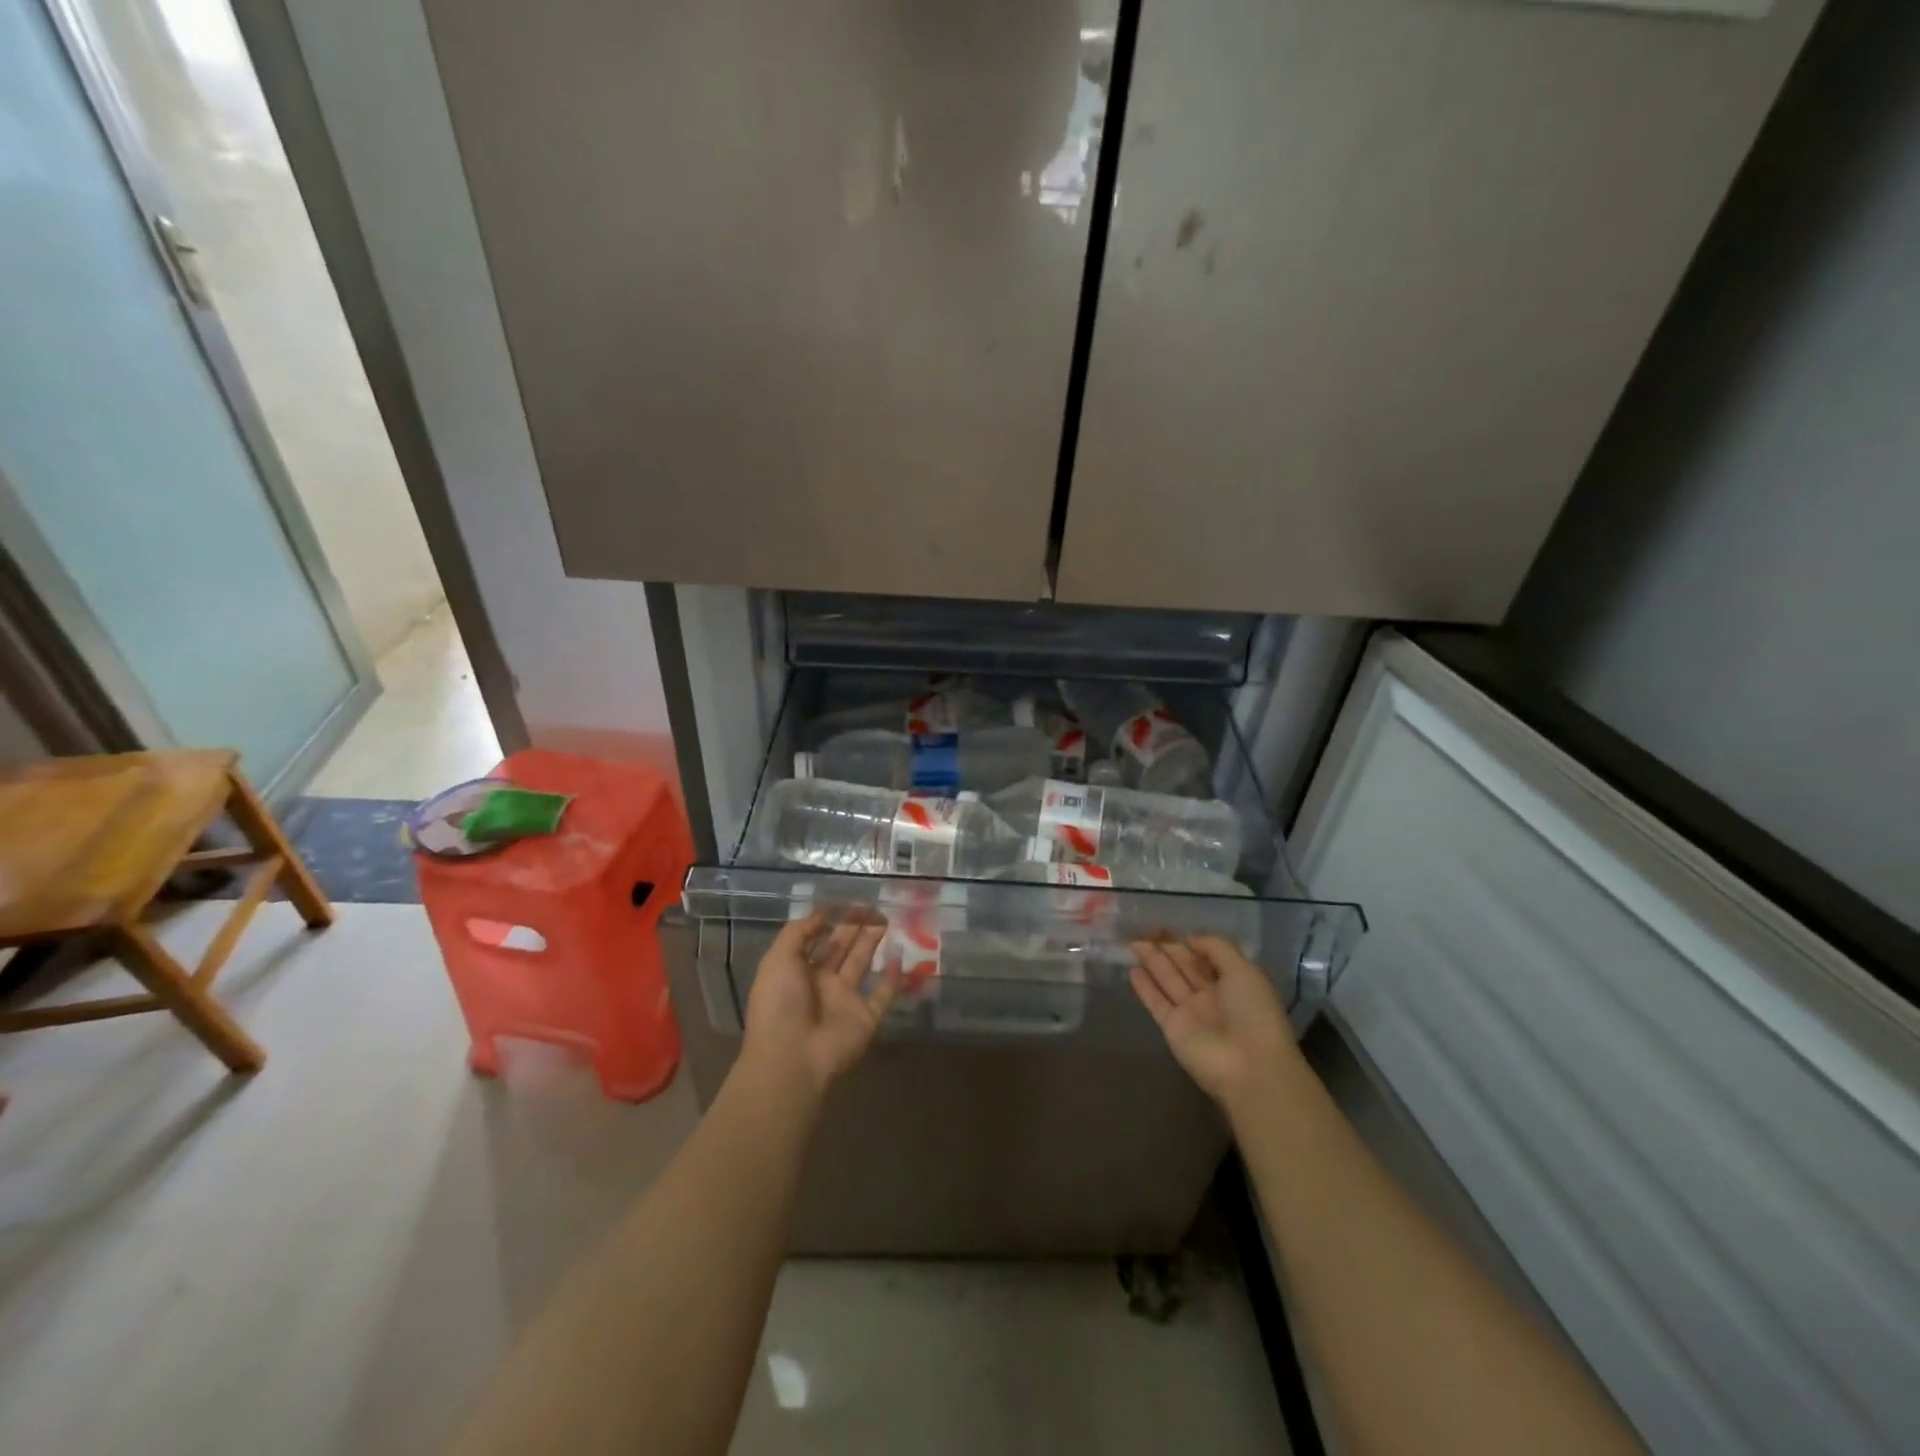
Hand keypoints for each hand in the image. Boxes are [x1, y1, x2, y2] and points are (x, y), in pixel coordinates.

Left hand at [742, 912, 896, 1099]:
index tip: (849, 901)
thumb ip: (800, 931)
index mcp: (797, 971)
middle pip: (842, 948)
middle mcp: (822, 983)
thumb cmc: (780, 1004)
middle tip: (874, 906)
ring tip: (887, 919)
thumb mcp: (778, 959)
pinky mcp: (866, 1017)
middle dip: (855, 927)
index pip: (817, 939)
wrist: (792, 1057)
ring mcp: (845, 1001)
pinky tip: (900, 956)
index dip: (832, 920)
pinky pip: (883, 994)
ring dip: (872, 942)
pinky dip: (893, 977)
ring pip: (862, 964)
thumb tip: (824, 911)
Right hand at [1130, 935, 1298, 1113]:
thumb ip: (1216, 948)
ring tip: (1133, 942)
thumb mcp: (1244, 971)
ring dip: (1152, 961)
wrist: (1249, 1067)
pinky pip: (1156, 1002)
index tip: (1167, 926)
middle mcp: (1211, 995)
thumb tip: (1189, 938)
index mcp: (1233, 981)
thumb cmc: (1253, 1013)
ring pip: (1168, 980)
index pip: (1206, 955)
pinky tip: (1132, 970)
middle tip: (1143, 929)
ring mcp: (1191, 1012)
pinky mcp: (1172, 1028)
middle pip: (1184, 966)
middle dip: (1166, 947)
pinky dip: (1144, 987)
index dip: (1188, 940)